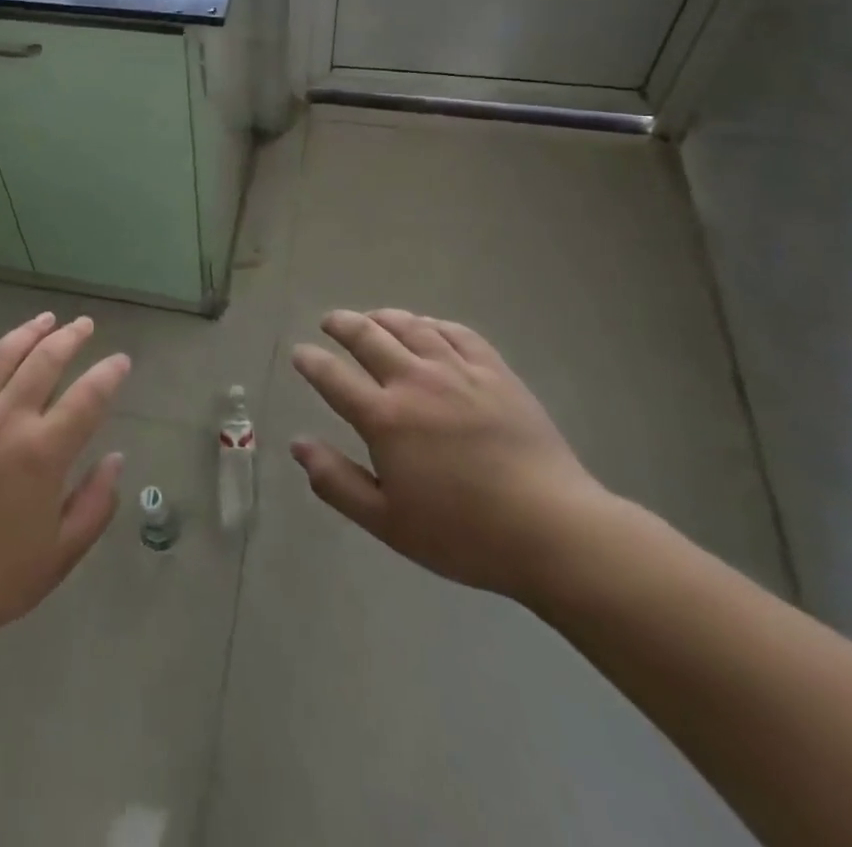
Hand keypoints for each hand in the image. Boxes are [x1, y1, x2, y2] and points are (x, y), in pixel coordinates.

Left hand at [0, 312, 128, 690]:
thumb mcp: (59, 554)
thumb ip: (95, 504)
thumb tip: (116, 459)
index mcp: (43, 451)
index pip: (88, 397)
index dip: (109, 373)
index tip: (121, 361)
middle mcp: (6, 419)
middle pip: (45, 360)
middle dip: (70, 337)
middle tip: (84, 325)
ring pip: (0, 355)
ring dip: (27, 332)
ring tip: (45, 320)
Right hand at [290, 309, 612, 600]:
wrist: (552, 530)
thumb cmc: (464, 534)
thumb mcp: (388, 522)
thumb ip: (337, 481)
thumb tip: (298, 444)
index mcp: (385, 418)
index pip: (333, 377)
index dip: (311, 361)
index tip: (300, 353)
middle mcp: (415, 382)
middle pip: (368, 336)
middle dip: (341, 324)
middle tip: (329, 322)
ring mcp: (458, 371)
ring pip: (411, 326)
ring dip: (383, 317)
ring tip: (372, 318)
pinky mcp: (495, 372)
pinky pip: (457, 333)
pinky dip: (433, 324)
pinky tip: (427, 327)